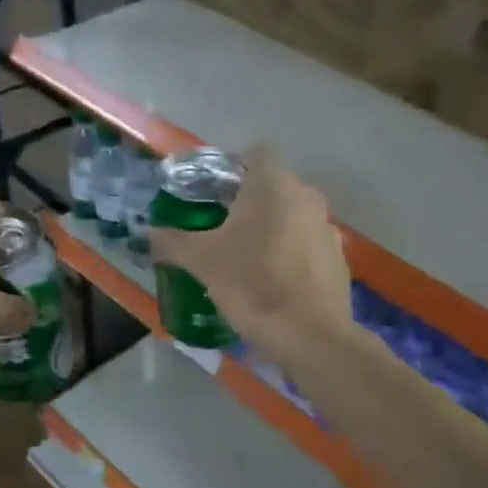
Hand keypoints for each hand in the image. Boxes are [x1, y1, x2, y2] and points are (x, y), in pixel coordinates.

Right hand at [148, 146, 353, 359]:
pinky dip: (290, 255)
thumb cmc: (252, 284)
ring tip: (245, 260)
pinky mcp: (338, 259)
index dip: (233, 167)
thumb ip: (173, 242)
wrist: (309, 335)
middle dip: (249, 203)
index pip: (256, 153)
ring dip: (271, 230)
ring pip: (292, 217)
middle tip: (221, 229)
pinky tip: (273, 283)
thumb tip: (150, 234)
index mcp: (274, 184)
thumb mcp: (203, 262)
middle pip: (274, 187)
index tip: (213, 193)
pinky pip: (307, 246)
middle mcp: (306, 196)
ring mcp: (327, 228)